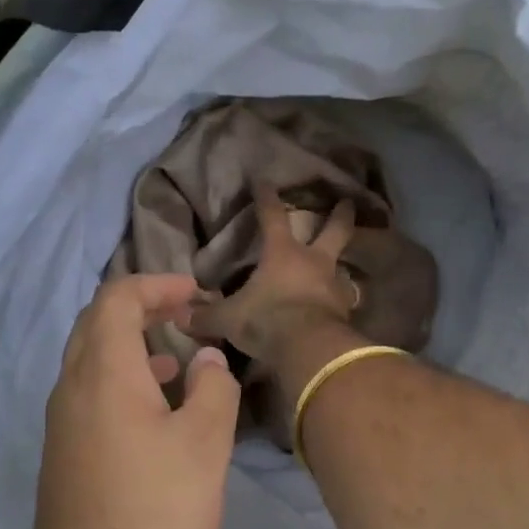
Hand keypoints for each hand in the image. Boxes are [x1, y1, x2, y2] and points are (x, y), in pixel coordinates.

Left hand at [22, 274, 241, 528]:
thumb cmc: (156, 511)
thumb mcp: (204, 444)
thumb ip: (212, 387)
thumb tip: (205, 359)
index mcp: (102, 372)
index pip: (117, 298)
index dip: (157, 284)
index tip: (196, 294)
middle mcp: (71, 387)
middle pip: (96, 323)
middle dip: (142, 308)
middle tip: (185, 315)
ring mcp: (61, 424)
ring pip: (90, 360)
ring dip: (131, 346)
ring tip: (177, 360)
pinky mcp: (63, 456)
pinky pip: (89, 394)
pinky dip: (122, 381)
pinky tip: (156, 412)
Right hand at [185, 184, 359, 364]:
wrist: (310, 348)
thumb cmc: (267, 320)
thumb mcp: (229, 319)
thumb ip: (206, 316)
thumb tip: (180, 315)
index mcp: (282, 253)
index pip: (272, 216)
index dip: (266, 198)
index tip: (264, 180)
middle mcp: (313, 262)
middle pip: (333, 231)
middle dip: (340, 216)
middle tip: (348, 202)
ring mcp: (334, 285)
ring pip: (343, 265)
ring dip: (343, 262)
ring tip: (343, 263)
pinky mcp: (345, 311)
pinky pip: (344, 299)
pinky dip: (340, 299)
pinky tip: (338, 305)